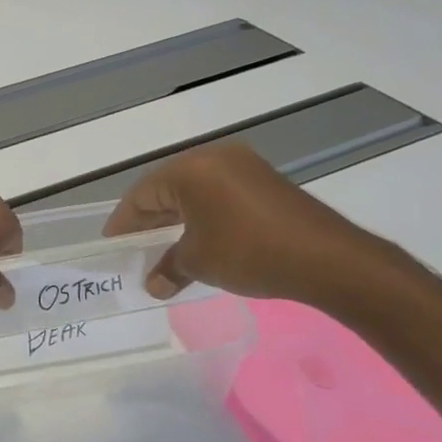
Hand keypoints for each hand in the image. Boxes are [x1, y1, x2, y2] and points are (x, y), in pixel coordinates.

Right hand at [103, 144, 396, 305]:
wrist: (329, 259)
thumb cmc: (249, 253)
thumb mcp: (199, 262)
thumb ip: (169, 267)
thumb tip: (154, 283)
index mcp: (190, 169)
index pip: (142, 194)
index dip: (124, 222)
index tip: (112, 245)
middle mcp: (214, 158)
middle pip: (166, 188)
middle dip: (148, 219)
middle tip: (133, 248)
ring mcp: (243, 167)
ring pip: (194, 191)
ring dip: (175, 218)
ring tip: (161, 246)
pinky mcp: (265, 182)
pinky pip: (219, 194)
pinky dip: (202, 215)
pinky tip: (197, 239)